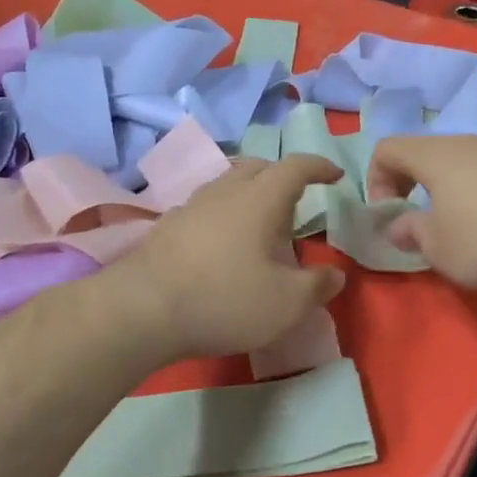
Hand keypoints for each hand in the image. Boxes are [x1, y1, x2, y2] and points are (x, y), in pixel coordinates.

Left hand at [109, 155, 346, 359]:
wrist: (141, 310)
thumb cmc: (224, 300)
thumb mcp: (286, 303)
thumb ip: (318, 286)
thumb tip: (335, 275)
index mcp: (260, 199)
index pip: (296, 167)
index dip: (319, 166)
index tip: (335, 175)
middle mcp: (224, 192)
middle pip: (257, 166)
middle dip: (282, 175)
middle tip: (297, 200)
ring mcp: (190, 207)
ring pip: (227, 184)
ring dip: (250, 193)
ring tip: (261, 222)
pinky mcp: (166, 228)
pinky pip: (205, 207)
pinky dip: (223, 214)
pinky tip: (222, 243)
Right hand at [365, 135, 476, 290]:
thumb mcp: (438, 248)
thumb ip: (411, 232)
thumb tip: (398, 226)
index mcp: (435, 156)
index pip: (387, 148)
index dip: (375, 180)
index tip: (390, 215)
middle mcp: (468, 143)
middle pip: (425, 152)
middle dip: (411, 184)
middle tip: (417, 220)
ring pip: (461, 162)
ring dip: (447, 190)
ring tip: (458, 227)